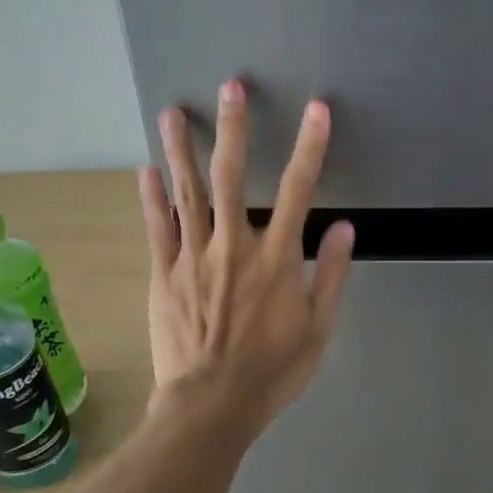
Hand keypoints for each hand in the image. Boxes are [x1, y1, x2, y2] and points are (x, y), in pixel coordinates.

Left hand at [138, 80, 355, 435]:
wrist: (211, 405)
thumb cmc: (273, 371)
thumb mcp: (319, 329)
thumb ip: (333, 275)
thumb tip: (347, 227)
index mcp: (278, 259)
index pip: (299, 190)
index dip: (310, 147)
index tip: (317, 109)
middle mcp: (234, 247)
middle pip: (234, 177)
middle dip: (234, 128)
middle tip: (231, 87)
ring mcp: (192, 259)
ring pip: (187, 193)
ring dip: (181, 149)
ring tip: (172, 111)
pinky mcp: (163, 275)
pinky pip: (157, 228)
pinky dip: (151, 197)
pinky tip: (145, 169)